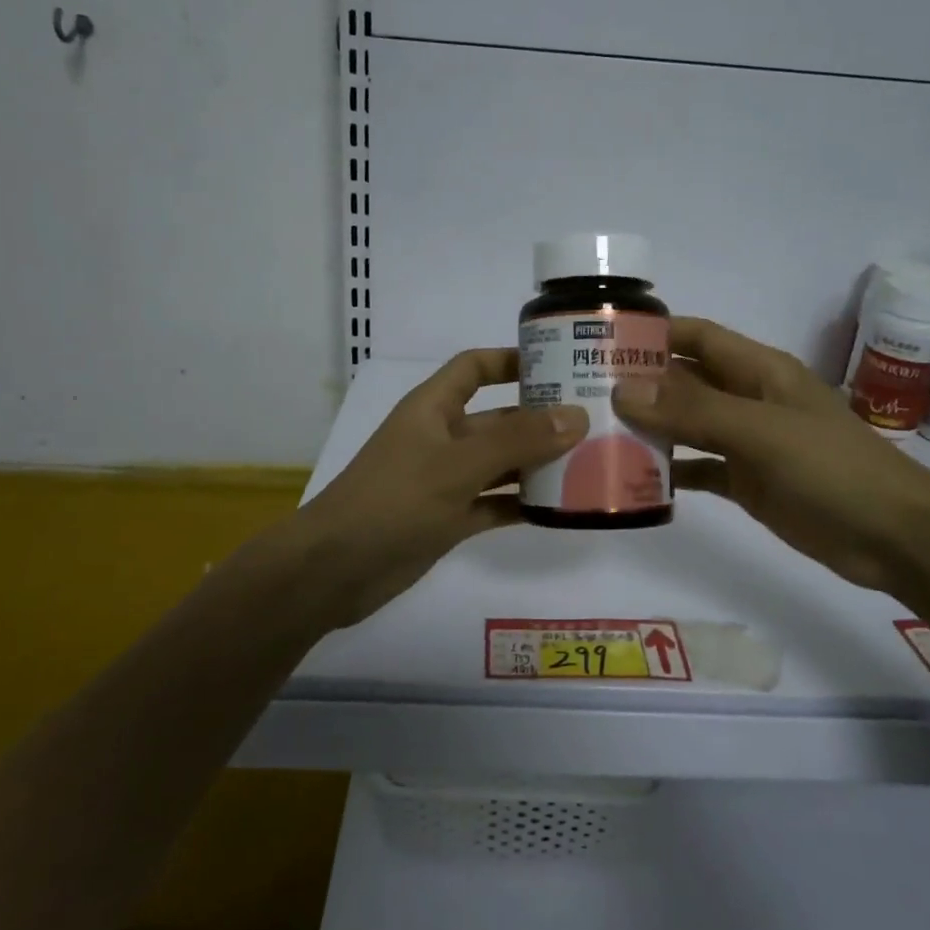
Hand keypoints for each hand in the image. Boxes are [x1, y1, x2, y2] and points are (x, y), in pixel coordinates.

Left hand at [296, 349, 585, 623]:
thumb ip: (517, 441)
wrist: (334, 570)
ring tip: (590, 464)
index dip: (512, 360)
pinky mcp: (448, 520)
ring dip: (537, 464)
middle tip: (594, 421)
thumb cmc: (393, 501)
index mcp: (433, 408)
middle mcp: (441, 438)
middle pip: (497, 418)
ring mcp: (444, 481)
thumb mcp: (457, 465)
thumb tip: (576, 416)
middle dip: (539, 418)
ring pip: (500, 464)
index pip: (475, 367)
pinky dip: (521, 505)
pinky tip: (559, 510)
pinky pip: (493, 504)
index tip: (559, 362)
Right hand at [613, 317, 929, 592]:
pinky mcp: (748, 481)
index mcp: (758, 371)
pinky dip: (671, 469)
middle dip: (640, 383)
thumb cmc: (832, 469)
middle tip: (582, 393)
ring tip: (596, 433)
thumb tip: (623, 391)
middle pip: (686, 380)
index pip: (697, 336)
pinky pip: (700, 467)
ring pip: (688, 425)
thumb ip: (693, 412)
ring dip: (650, 427)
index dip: (654, 332)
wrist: (894, 536)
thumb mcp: (761, 432)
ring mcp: (748, 441)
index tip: (601, 339)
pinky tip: (635, 479)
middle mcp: (749, 398)